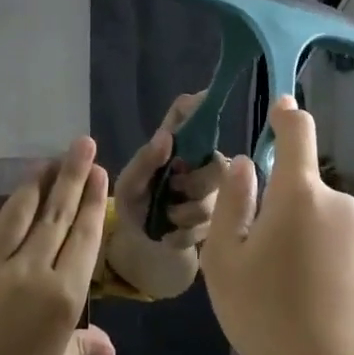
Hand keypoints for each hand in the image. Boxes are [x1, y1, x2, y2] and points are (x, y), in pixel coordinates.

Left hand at [0, 139, 117, 354]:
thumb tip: (107, 346)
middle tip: (80, 144)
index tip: (99, 169)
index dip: (93, 200)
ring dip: (31, 187)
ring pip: (13, 217)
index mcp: (63, 295)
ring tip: (44, 161)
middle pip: (54, 215)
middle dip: (70, 176)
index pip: (84, 236)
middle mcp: (29, 272)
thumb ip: (81, 347)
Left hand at [107, 93, 227, 299]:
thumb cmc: (135, 206)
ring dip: (185, 216)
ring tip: (166, 220)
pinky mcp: (224, 220)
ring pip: (215, 201)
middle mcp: (204, 162)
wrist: (143, 248)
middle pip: (217, 166)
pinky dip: (186, 234)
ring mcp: (218, 191)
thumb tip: (166, 136)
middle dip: (193, 187)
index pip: (192, 114)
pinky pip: (213, 226)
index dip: (200, 106)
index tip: (202, 111)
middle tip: (171, 194)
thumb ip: (144, 161)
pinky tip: (173, 235)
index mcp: (179, 145)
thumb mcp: (129, 186)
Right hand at [199, 97, 353, 354]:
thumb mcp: (225, 259)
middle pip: (297, 181)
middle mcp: (335, 201)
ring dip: (288, 229)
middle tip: (245, 251)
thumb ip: (232, 202)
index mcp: (300, 192)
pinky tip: (294, 294)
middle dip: (271, 202)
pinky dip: (307, 249)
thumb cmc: (267, 312)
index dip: (285, 114)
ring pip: (310, 212)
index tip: (277, 107)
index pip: (298, 131)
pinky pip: (326, 236)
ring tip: (268, 281)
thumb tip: (242, 165)